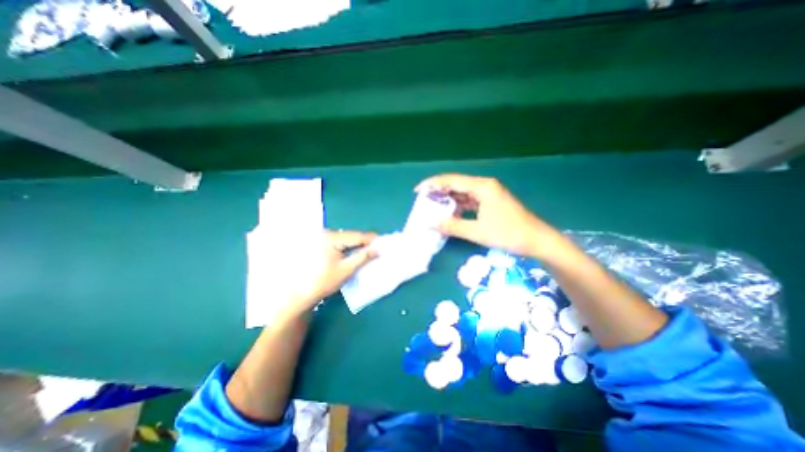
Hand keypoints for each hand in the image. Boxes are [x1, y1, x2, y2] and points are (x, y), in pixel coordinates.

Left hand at [279, 231, 379, 319]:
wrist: (301, 294)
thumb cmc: (324, 282)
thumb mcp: (346, 269)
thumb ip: (363, 257)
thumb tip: (378, 248)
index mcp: (331, 238)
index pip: (357, 236)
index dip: (372, 239)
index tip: (384, 242)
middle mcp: (326, 234)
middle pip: (351, 236)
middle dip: (365, 242)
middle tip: (379, 248)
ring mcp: (322, 238)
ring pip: (346, 239)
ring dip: (358, 245)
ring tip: (370, 251)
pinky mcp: (321, 244)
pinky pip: (340, 242)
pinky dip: (349, 247)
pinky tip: (356, 253)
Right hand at [419, 173, 560, 256]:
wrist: (536, 240)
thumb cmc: (509, 233)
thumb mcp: (478, 231)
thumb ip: (453, 226)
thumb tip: (432, 224)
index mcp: (482, 187)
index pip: (451, 180)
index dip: (433, 184)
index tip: (418, 191)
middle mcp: (484, 186)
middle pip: (456, 184)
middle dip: (438, 192)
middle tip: (423, 200)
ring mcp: (488, 194)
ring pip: (462, 193)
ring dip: (448, 200)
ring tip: (433, 207)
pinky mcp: (490, 202)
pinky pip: (469, 201)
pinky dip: (458, 206)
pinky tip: (450, 213)